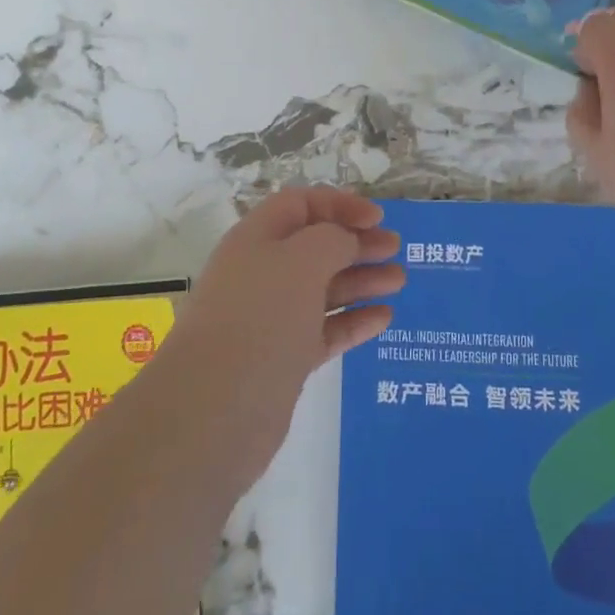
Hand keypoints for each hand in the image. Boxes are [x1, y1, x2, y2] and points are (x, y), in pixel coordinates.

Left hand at [169, 188, 403, 482]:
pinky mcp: (283, 359)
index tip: (377, 218)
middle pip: (315, 246)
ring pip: (323, 289)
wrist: (214, 410)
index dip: (339, 204)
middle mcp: (262, 273)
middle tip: (396, 248)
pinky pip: (325, 330)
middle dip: (356, 242)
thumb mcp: (302, 260)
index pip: (300, 204)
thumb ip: (332, 239)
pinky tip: (384, 318)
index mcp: (257, 238)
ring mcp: (272, 318)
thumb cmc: (260, 317)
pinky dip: (354, 321)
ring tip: (400, 280)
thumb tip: (345, 241)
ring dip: (361, 280)